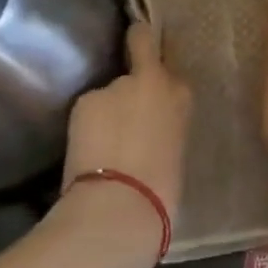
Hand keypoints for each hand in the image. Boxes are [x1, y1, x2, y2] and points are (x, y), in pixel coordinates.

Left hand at [59, 21, 191, 267]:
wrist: (119, 209)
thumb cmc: (160, 193)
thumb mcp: (176, 150)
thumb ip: (164, 125)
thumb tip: (151, 127)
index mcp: (181, 94)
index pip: (162, 58)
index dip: (150, 59)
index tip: (145, 66)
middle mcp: (152, 79)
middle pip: (136, 71)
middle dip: (128, 90)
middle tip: (123, 121)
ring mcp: (116, 85)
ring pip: (108, 94)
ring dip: (105, 112)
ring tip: (101, 146)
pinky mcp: (86, 99)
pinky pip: (88, 110)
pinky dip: (86, 127)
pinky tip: (85, 152)